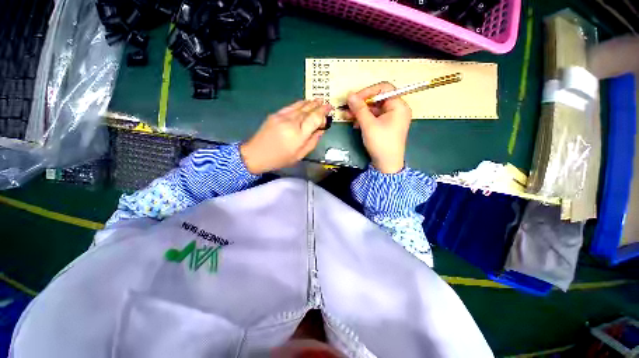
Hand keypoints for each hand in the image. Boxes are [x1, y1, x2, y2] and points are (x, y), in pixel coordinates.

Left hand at [240, 99, 331, 174]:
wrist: (256, 154)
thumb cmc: (280, 159)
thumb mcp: (299, 155)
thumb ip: (312, 142)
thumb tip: (320, 130)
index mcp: (298, 135)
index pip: (314, 118)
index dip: (323, 112)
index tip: (329, 109)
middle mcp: (291, 122)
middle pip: (308, 110)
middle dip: (319, 106)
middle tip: (326, 103)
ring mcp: (282, 117)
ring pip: (300, 106)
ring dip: (310, 103)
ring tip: (318, 100)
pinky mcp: (275, 114)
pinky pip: (291, 106)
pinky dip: (299, 104)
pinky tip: (304, 103)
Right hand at [347, 82, 411, 173]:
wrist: (386, 165)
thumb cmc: (381, 143)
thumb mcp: (368, 125)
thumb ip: (359, 108)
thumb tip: (350, 94)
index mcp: (398, 106)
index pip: (383, 88)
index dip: (368, 91)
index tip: (354, 98)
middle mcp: (396, 109)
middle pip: (377, 99)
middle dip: (361, 104)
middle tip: (346, 108)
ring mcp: (391, 119)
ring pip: (373, 109)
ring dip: (359, 112)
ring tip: (346, 116)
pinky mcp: (385, 126)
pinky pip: (374, 118)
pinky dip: (364, 119)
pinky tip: (354, 124)